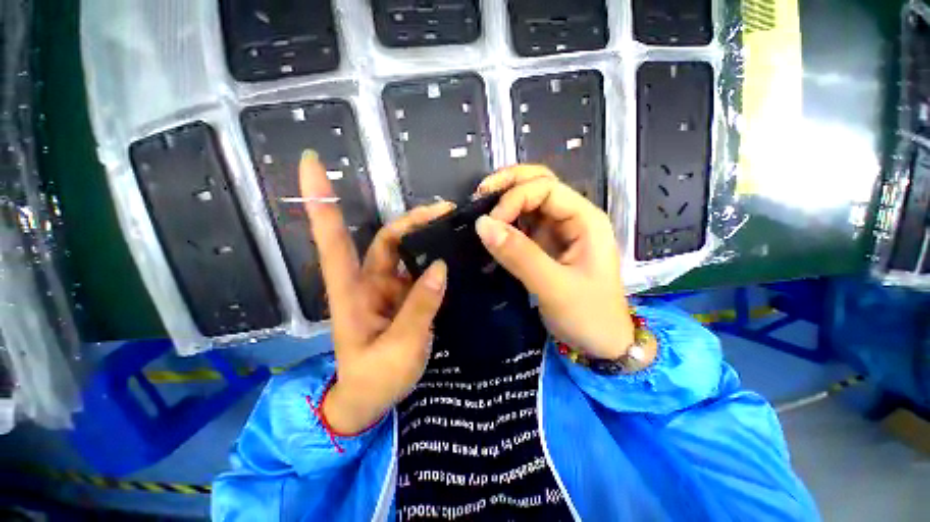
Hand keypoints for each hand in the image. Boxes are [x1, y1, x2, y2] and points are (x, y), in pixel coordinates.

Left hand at [299, 151, 452, 433]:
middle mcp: (369, 282)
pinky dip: (435, 259)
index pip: (333, 238)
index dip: (319, 200)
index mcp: (351, 291)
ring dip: (427, 236)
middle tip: (446, 210)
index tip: (311, 161)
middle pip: (387, 238)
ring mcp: (389, 289)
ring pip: (407, 252)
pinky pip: (420, 271)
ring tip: (455, 225)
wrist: (371, 400)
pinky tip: (453, 253)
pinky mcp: (406, 297)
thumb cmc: (373, 378)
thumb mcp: (397, 348)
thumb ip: (419, 308)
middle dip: (414, 220)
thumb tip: (439, 268)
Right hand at [474, 165, 647, 361]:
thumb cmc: (589, 316)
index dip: (514, 198)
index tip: (490, 223)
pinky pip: (523, 226)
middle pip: (539, 185)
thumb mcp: (554, 287)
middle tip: (479, 195)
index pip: (546, 188)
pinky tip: (491, 229)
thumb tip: (482, 224)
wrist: (602, 345)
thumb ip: (519, 255)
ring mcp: (558, 232)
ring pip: (529, 203)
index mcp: (585, 219)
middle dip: (508, 185)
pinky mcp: (546, 246)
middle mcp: (573, 218)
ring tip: (480, 209)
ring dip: (505, 202)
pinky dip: (506, 223)